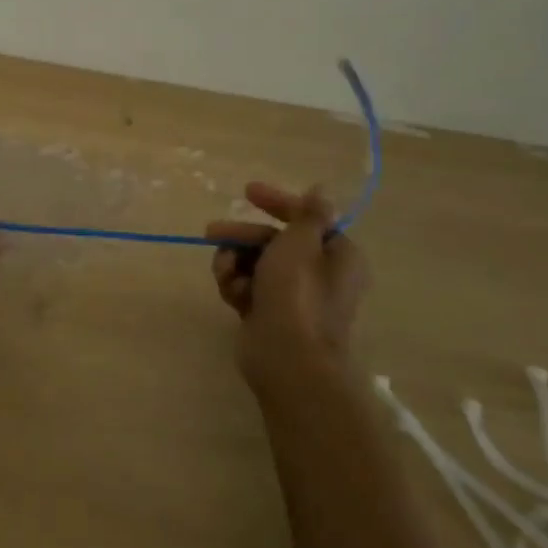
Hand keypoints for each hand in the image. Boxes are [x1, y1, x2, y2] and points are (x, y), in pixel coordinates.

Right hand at [205, 182, 368, 393]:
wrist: (287, 358)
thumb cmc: (298, 294)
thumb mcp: (302, 243)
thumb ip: (308, 214)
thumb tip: (324, 189)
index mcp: (336, 254)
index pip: (305, 218)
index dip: (276, 202)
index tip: (246, 192)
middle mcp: (317, 273)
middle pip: (272, 241)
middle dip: (241, 237)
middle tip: (211, 233)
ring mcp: (291, 296)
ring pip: (253, 263)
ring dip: (234, 263)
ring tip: (226, 274)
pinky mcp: (267, 313)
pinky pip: (246, 287)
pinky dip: (236, 286)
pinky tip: (232, 295)